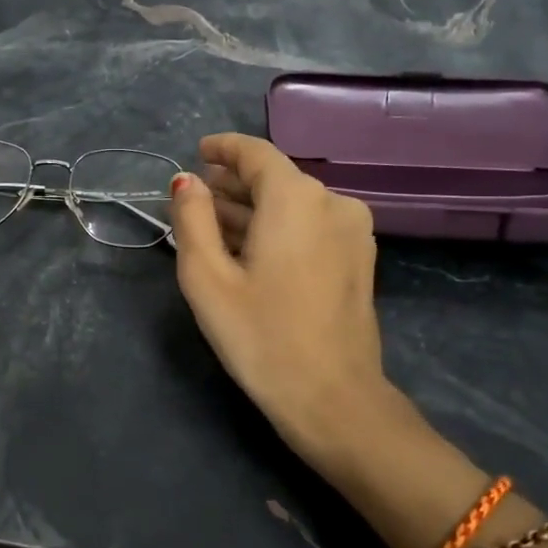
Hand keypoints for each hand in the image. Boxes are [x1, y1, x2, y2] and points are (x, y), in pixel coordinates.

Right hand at [169, 133, 427, 479]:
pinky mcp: (360, 258)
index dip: (224, 148)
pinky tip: (251, 249)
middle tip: (194, 199)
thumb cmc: (261, 336)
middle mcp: (332, 202)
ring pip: (294, 203)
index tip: (197, 152)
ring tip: (214, 225)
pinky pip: (311, 225)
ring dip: (254, 209)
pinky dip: (278, 227)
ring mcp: (353, 231)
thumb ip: (192, 219)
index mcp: (296, 197)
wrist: (334, 398)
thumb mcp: (207, 277)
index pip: (256, 153)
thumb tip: (187, 182)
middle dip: (233, 184)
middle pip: (276, 178)